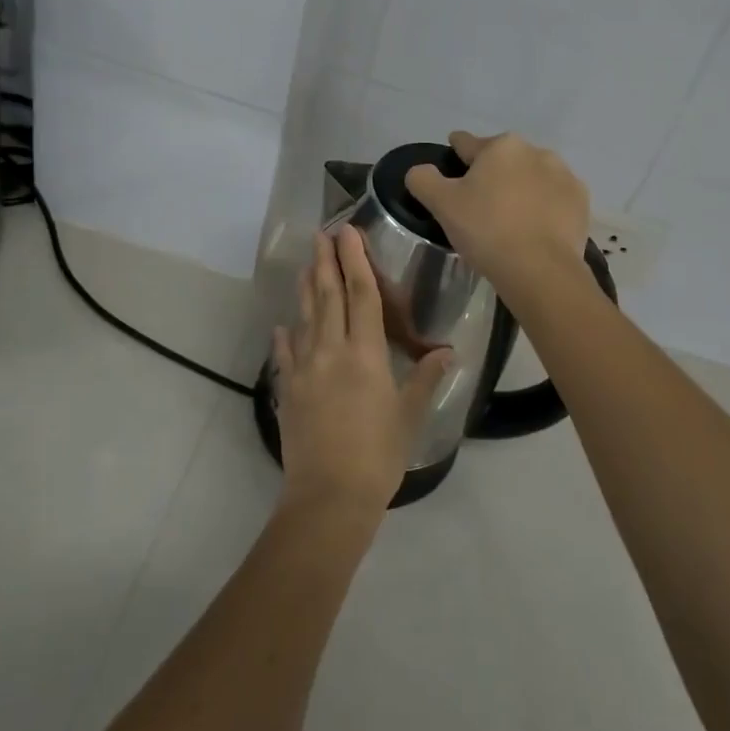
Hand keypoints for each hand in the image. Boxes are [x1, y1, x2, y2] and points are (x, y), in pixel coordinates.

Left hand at [271, 227, 449, 517]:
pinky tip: (281, 325)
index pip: (362, 295)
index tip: (348, 233)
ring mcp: (305, 369)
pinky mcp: (288, 390)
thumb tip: (448, 352)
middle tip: (322, 234)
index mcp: (365, 354)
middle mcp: (331, 351)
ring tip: (307, 265)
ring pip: (305, 318)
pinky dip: (285, 337)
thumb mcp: (409, 416)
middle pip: (328, 296)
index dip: (356, 261)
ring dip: (306, 288)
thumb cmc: (378, 455)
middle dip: (326, 262)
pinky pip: (285, 355)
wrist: (328, 497)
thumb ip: (424, 379)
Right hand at [403, 131, 590, 294]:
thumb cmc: (486, 230)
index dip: (455, 153)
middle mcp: (536, 151)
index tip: (451, 164)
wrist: (541, 270)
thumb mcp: (441, 204)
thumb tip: (420, 171)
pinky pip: (554, 199)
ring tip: (509, 219)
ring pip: (531, 177)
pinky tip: (534, 229)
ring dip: (520, 188)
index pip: (467, 143)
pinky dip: (544, 208)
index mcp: (500, 146)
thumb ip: (423, 179)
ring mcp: (564, 176)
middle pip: (502, 159)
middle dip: (491, 174)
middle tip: (479, 204)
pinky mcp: (581, 203)